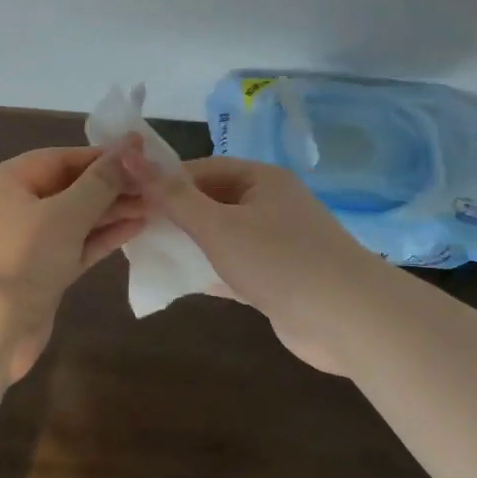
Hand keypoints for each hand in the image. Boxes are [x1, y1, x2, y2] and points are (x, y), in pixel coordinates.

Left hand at [0, 138, 147, 381]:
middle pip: (68, 188)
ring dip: (111, 212)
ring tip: (155, 204)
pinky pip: (73, 246)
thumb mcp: (65, 214)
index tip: (142, 154)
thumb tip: (129, 147)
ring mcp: (24, 244)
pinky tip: (135, 228)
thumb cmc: (21, 258)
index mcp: (5, 182)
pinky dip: (100, 237)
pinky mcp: (37, 274)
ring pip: (73, 219)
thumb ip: (100, 182)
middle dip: (110, 186)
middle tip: (155, 183)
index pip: (60, 158)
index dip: (101, 156)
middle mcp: (11, 207)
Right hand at [122, 152, 385, 374]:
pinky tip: (180, 282)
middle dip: (174, 215)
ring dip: (190, 245)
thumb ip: (173, 197)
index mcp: (260, 179)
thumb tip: (131, 157)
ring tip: (148, 254)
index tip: (127, 198)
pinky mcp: (279, 277)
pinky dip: (211, 272)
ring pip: (222, 236)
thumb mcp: (218, 226)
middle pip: (211, 201)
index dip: (163, 181)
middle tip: (133, 229)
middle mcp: (270, 204)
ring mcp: (277, 242)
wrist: (350, 320)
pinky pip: (236, 266)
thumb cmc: (280, 261)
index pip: (200, 169)